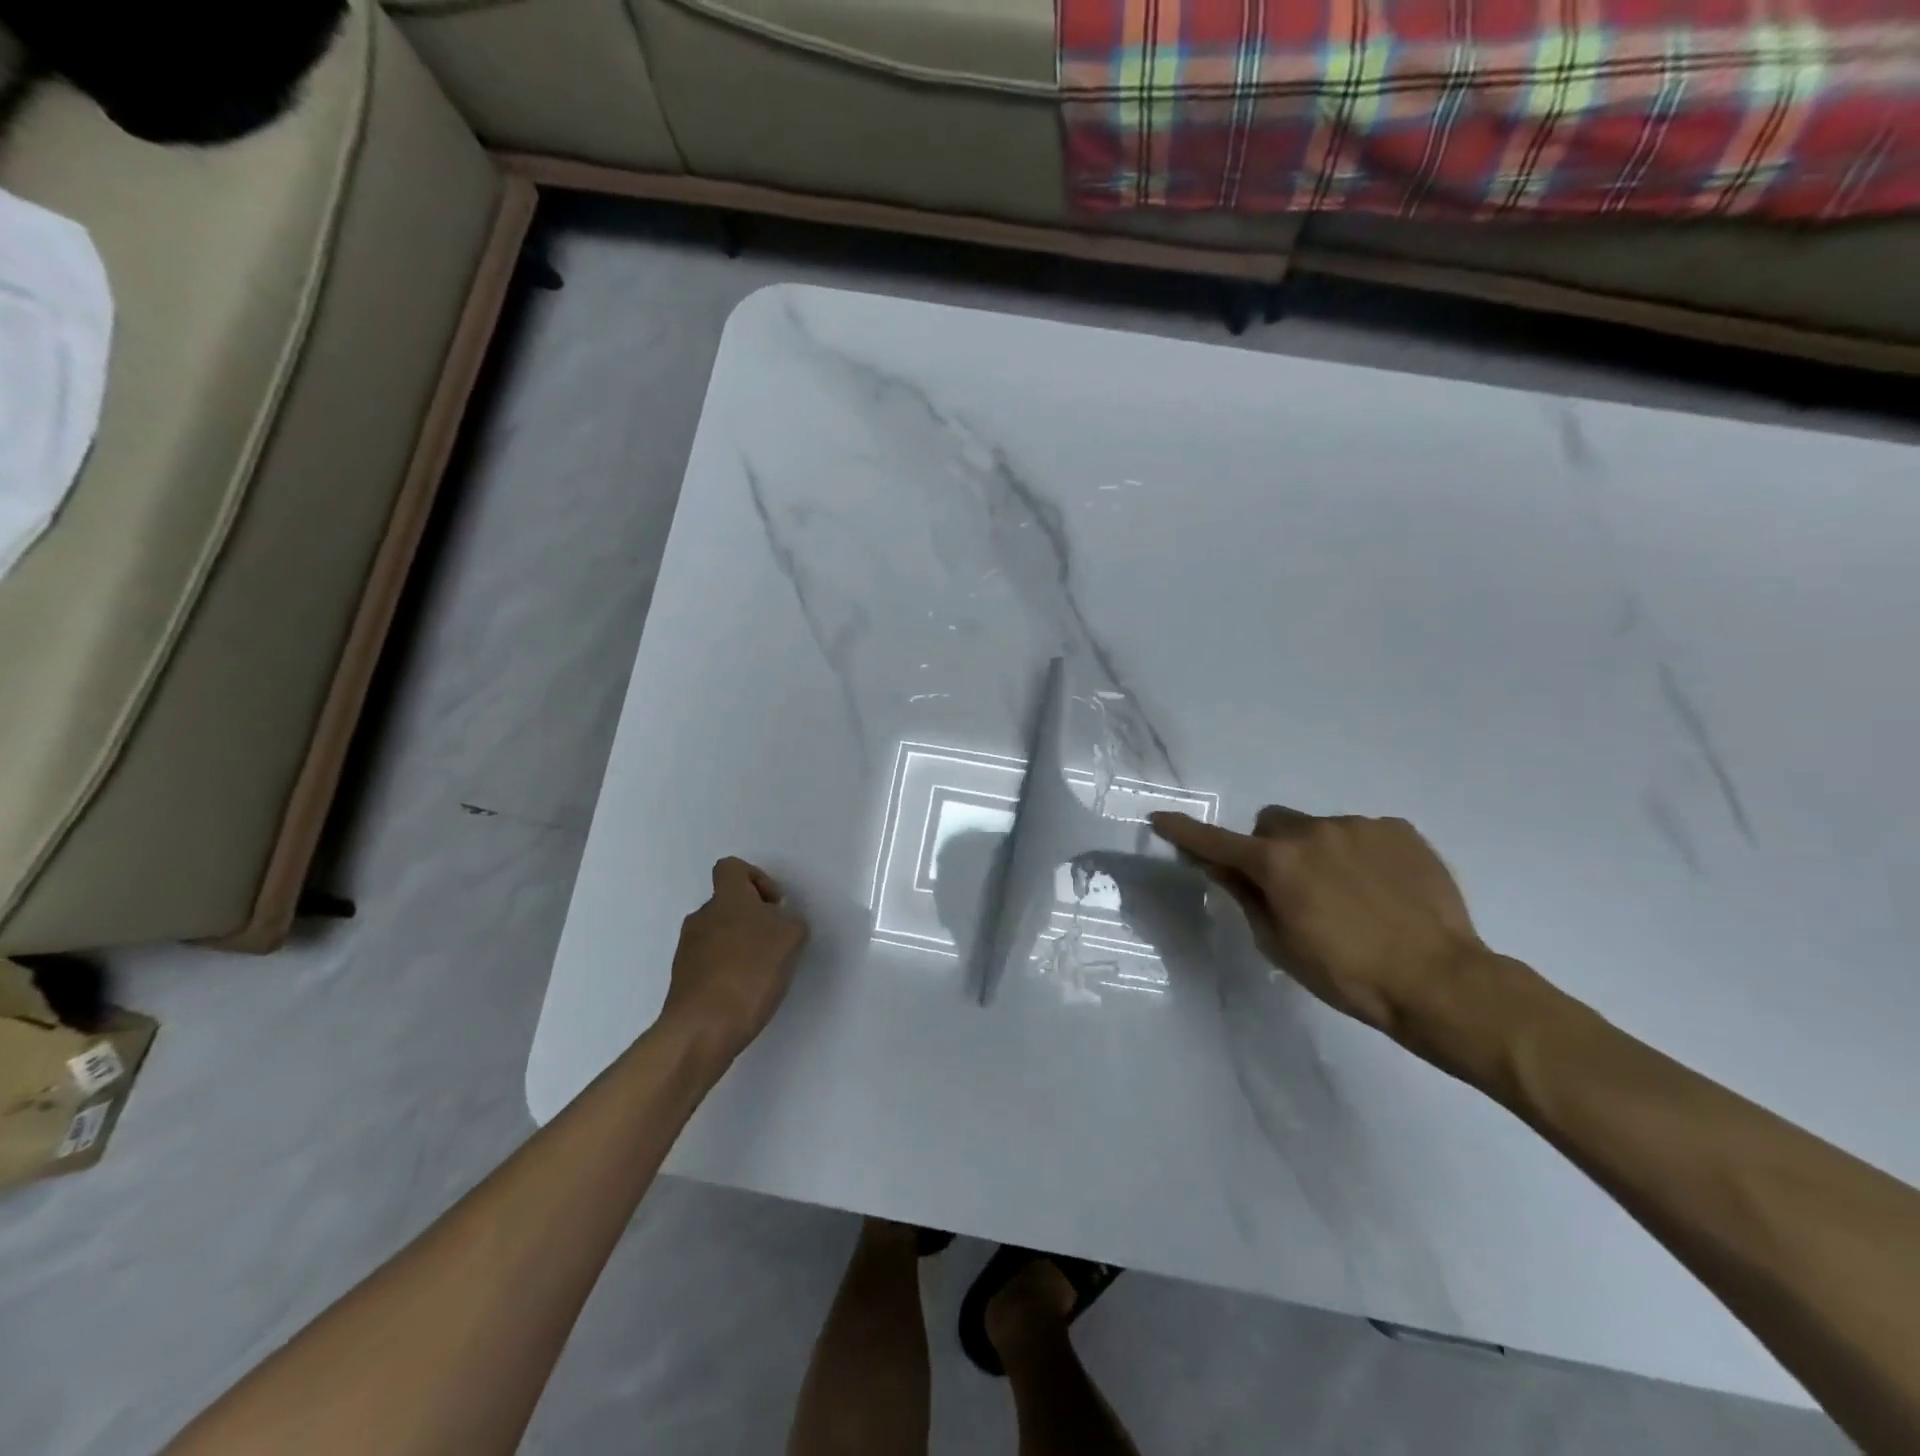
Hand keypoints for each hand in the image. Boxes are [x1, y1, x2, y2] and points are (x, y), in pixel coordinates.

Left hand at [659, 857, 808, 1061]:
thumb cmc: (750, 972)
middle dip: (754, 919)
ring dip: (741, 946)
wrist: (702, 1029)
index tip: (774, 905)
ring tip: (763, 973)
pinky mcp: (683, 980)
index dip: (757, 879)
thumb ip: (790, 922)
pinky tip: (745, 994)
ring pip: (720, 934)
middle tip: (776, 943)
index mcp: (726, 899)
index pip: (732, 868)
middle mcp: (701, 917)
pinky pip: (711, 963)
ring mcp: (687, 949)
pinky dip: (729, 970)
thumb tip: (780, 922)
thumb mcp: (791, 939)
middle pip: (728, 904)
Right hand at [1149, 807, 1489, 1039]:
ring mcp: (1359, 826)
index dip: (1185, 833)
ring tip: (1350, 896)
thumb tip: (1221, 868)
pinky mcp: (1399, 830)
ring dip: (1317, 852)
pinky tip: (1382, 890)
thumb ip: (1246, 898)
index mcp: (1277, 863)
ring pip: (1318, 829)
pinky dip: (1358, 854)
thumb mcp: (1281, 945)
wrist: (1442, 982)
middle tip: (1290, 888)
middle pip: (1271, 826)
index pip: (1217, 842)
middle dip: (1269, 849)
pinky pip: (1362, 833)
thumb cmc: (1348, 975)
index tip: (1161, 819)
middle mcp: (1313, 831)